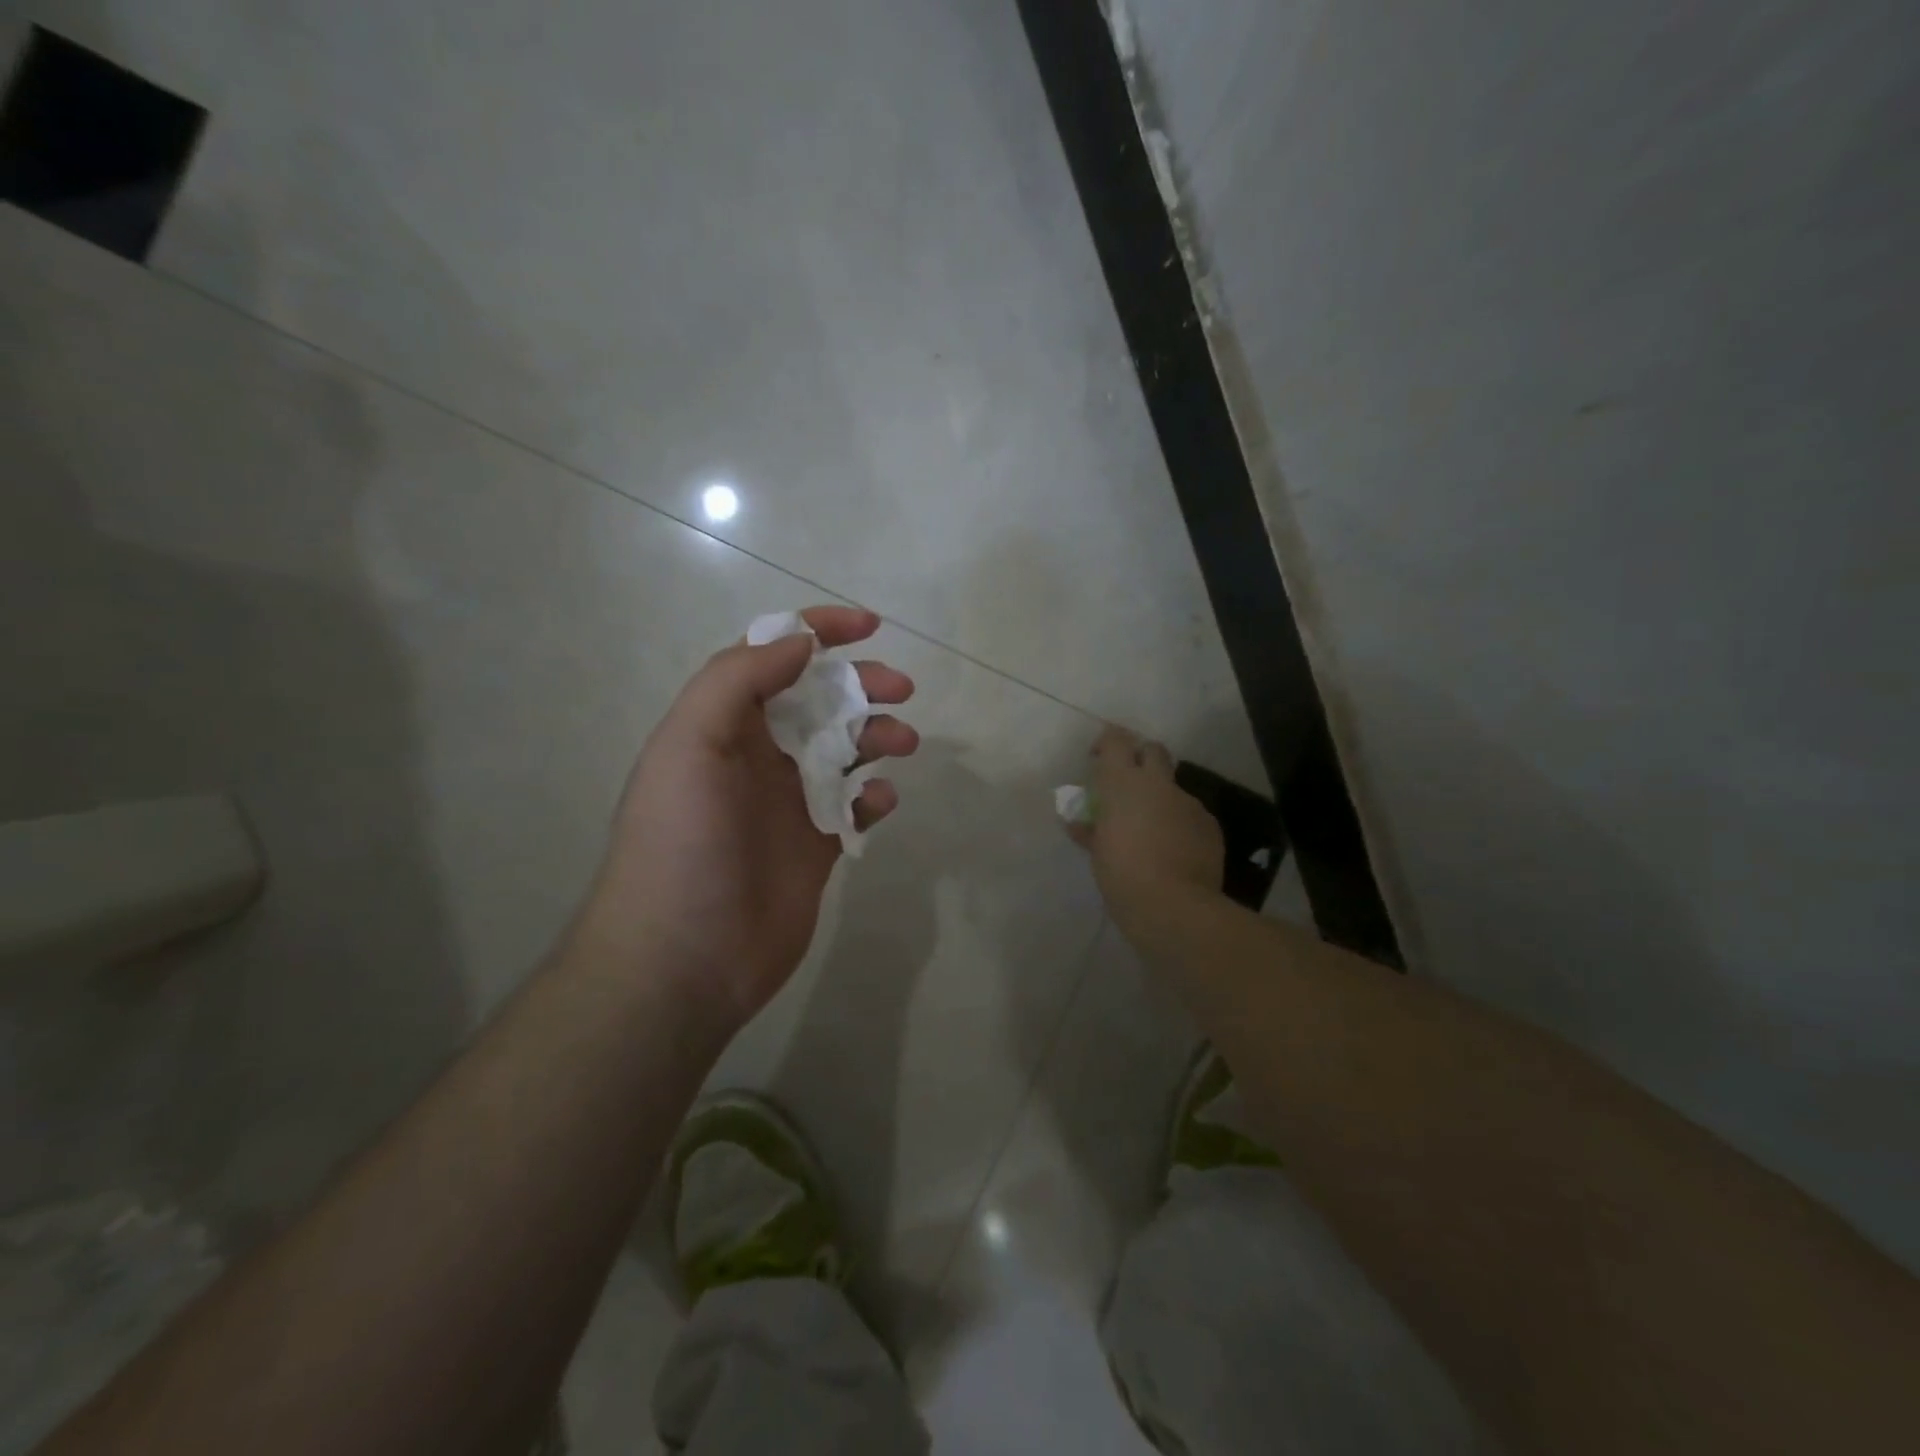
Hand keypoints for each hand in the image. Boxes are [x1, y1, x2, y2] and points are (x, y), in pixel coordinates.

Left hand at [574, 607, 916, 1023]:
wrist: (684, 957)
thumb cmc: (683, 841)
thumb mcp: (691, 743)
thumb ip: (739, 681)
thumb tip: (799, 642)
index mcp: (723, 726)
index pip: (772, 658)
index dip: (817, 631)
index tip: (869, 626)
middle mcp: (757, 757)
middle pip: (819, 700)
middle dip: (861, 684)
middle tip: (901, 689)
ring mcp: (788, 803)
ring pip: (845, 750)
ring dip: (877, 735)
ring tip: (903, 743)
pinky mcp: (815, 846)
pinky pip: (854, 807)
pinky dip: (874, 796)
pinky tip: (881, 801)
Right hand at [1070, 726, 1223, 926]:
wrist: (1174, 906)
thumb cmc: (1122, 875)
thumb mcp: (1098, 854)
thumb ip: (1090, 832)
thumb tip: (1078, 825)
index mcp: (1123, 783)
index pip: (1116, 740)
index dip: (1108, 742)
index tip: (1098, 758)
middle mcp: (1158, 784)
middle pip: (1153, 750)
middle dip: (1141, 759)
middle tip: (1128, 785)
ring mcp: (1188, 802)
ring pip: (1173, 788)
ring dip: (1161, 799)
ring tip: (1151, 830)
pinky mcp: (1209, 824)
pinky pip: (1191, 815)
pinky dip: (1180, 824)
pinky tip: (1174, 850)